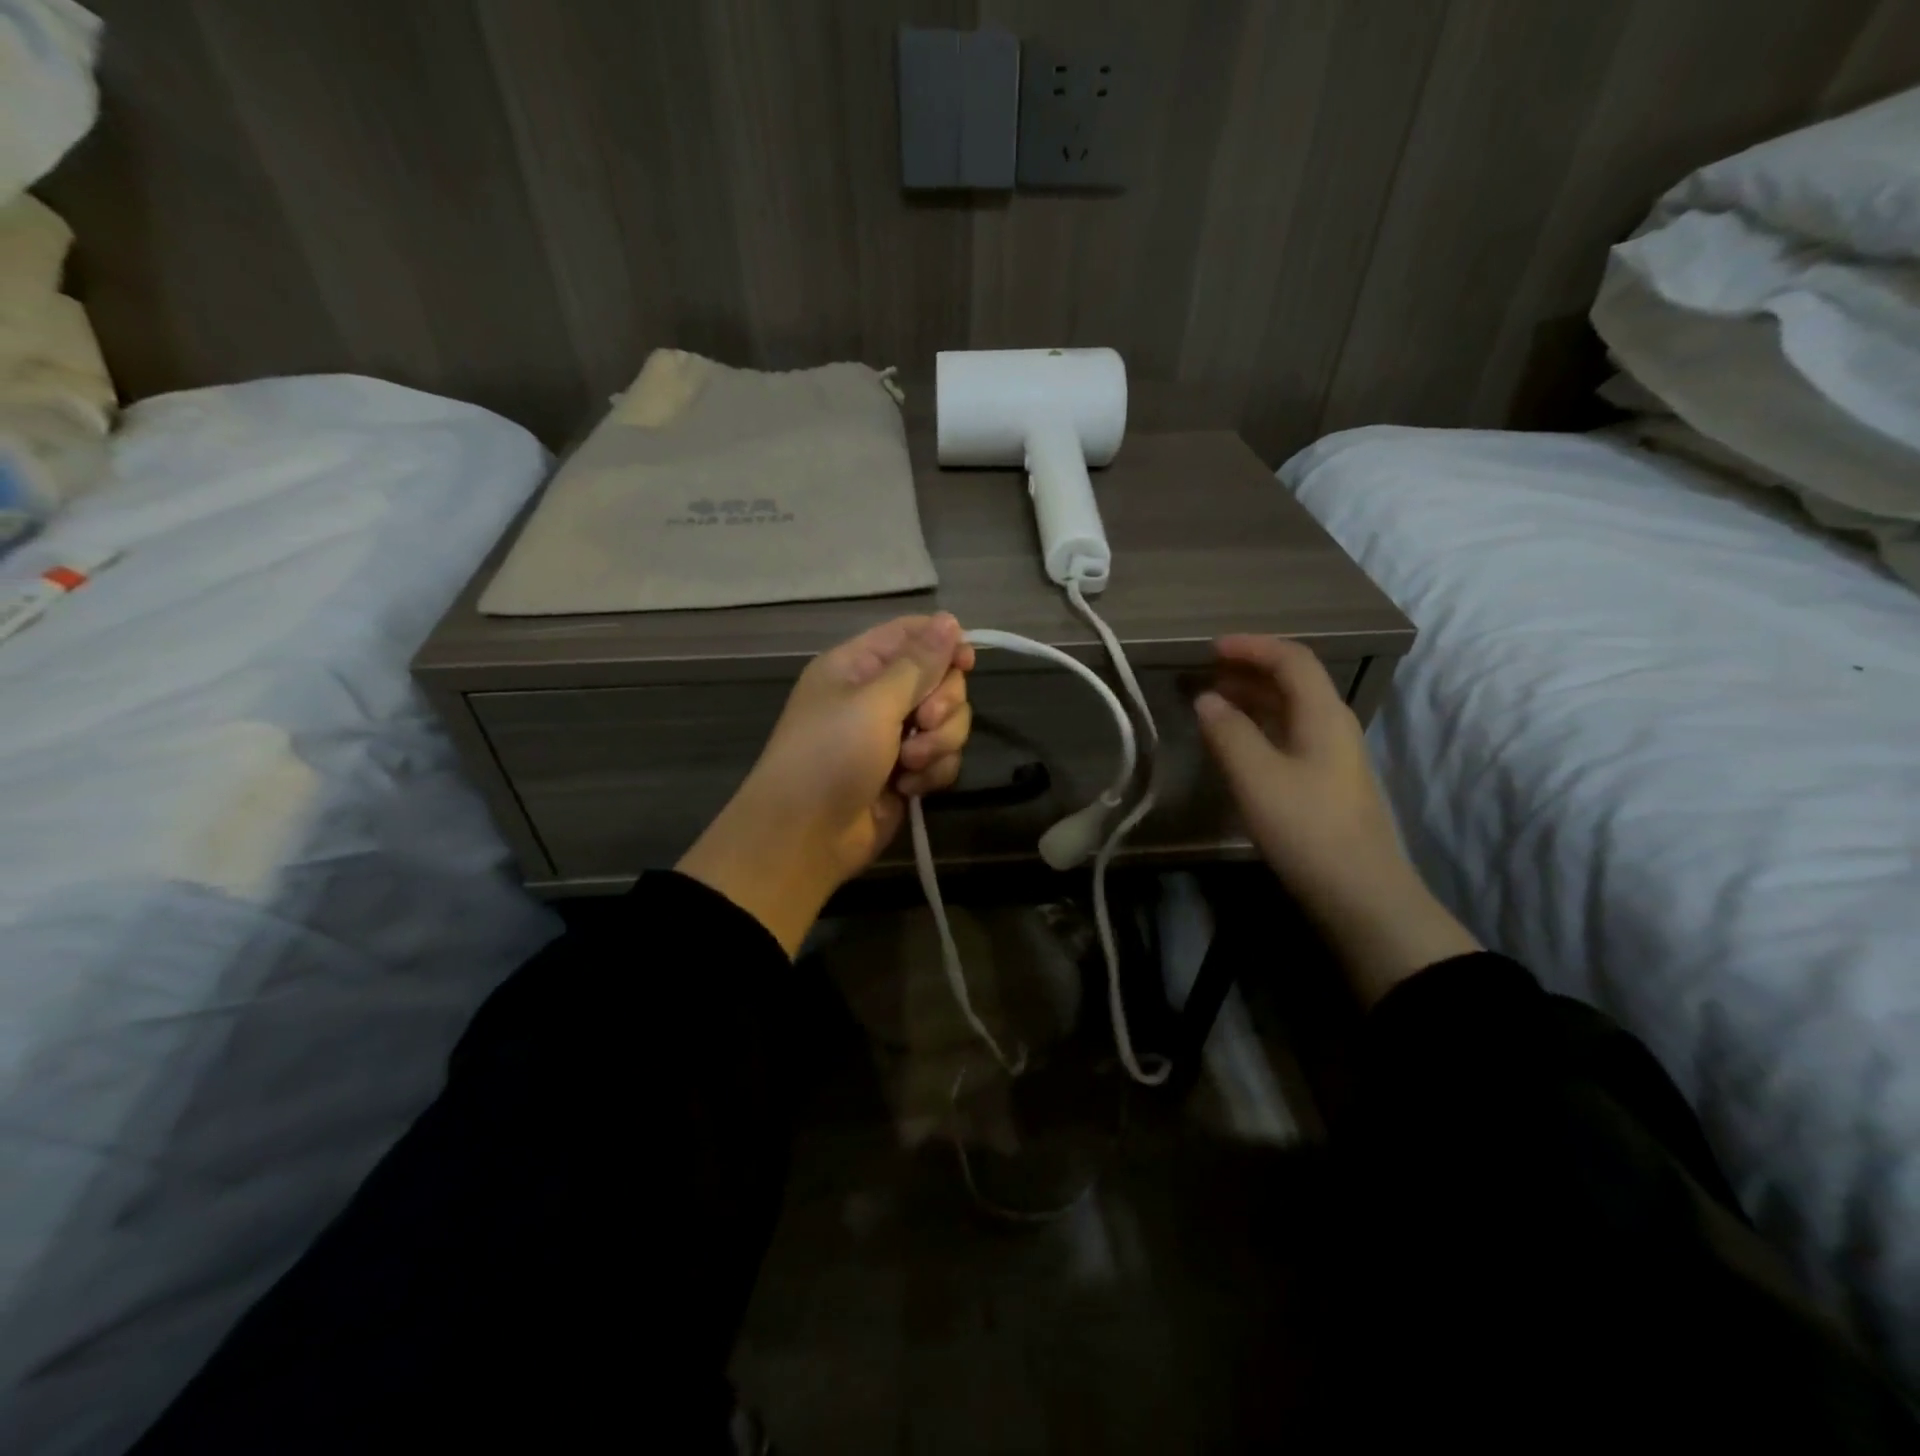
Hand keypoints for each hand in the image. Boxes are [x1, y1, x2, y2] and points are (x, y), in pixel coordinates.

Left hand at [678, 613, 974, 954]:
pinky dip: (931, 773)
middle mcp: (877, 696)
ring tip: (910, 764)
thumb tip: (950, 620)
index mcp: (858, 666)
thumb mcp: (873, 702)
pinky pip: (943, 759)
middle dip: (942, 703)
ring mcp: (893, 736)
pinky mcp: (907, 773)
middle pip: (940, 679)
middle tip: (922, 722)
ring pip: (948, 722)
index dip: (945, 644)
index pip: (912, 635)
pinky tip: (907, 789)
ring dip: (938, 743)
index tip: (967, 663)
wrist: (806, 837)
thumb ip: (918, 663)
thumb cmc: (829, 756)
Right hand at [1194, 635, 1477, 1005]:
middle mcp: (1333, 726)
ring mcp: (1332, 757)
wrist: (1360, 894)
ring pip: (1290, 711)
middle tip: (1204, 674)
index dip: (1251, 646)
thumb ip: (1228, 732)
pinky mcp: (1324, 784)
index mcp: (1323, 714)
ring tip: (1212, 704)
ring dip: (1252, 699)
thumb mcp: (1257, 776)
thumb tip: (1206, 698)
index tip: (1209, 649)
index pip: (1292, 659)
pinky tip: (1235, 745)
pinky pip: (1288, 737)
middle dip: (1248, 670)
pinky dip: (1258, 728)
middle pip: (1293, 681)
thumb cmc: (1307, 828)